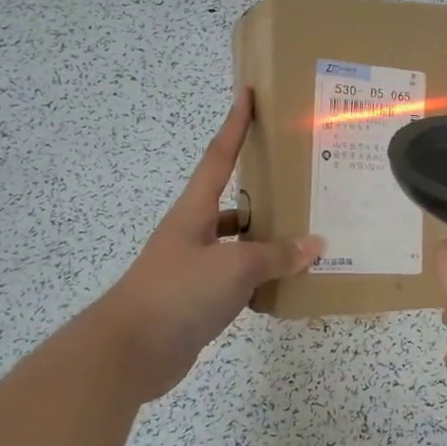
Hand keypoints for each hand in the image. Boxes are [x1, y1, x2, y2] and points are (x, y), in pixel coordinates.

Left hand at [95, 88, 321, 401]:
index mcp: (194, 211)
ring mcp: (193, 267)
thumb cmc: (178, 292)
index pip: (218, 156)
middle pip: (232, 202)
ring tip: (306, 238)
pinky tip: (285, 284)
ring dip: (266, 241)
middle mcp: (193, 233)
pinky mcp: (197, 300)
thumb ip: (276, 255)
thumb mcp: (234, 268)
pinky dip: (259, 279)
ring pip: (237, 244)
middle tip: (303, 184)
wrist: (130, 352)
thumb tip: (316, 245)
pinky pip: (236, 279)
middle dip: (263, 192)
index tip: (247, 93)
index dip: (234, 124)